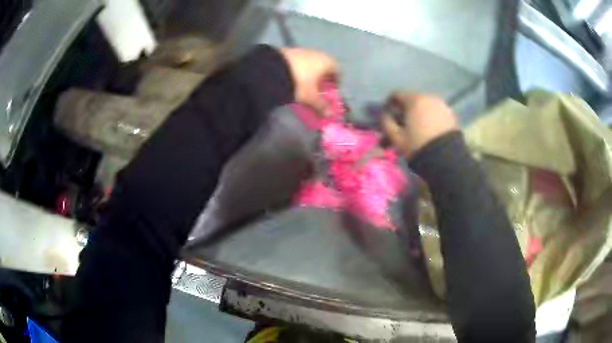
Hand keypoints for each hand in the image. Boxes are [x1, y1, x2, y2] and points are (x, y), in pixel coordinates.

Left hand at [280, 48, 337, 115]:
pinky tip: (292, 78)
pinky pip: (299, 61)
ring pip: (311, 63)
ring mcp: (301, 50)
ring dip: (310, 73)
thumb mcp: (310, 96)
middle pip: (324, 66)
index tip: (332, 91)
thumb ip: (321, 105)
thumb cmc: (298, 82)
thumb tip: (330, 114)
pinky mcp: (287, 51)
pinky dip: (299, 69)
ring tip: (304, 86)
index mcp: (326, 61)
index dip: (336, 82)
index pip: (337, 70)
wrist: (270, 69)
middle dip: (322, 78)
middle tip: (318, 90)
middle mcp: (316, 53)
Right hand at [382, 92, 457, 158]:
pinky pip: (436, 112)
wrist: (447, 159)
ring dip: (419, 113)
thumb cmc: (418, 146)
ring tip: (417, 127)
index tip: (387, 113)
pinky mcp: (451, 115)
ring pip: (426, 106)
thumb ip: (387, 123)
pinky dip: (430, 117)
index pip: (397, 94)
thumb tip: (384, 115)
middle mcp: (429, 97)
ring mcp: (442, 105)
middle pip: (413, 99)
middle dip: (406, 109)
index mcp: (414, 100)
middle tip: (402, 122)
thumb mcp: (397, 138)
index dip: (389, 103)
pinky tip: (429, 130)